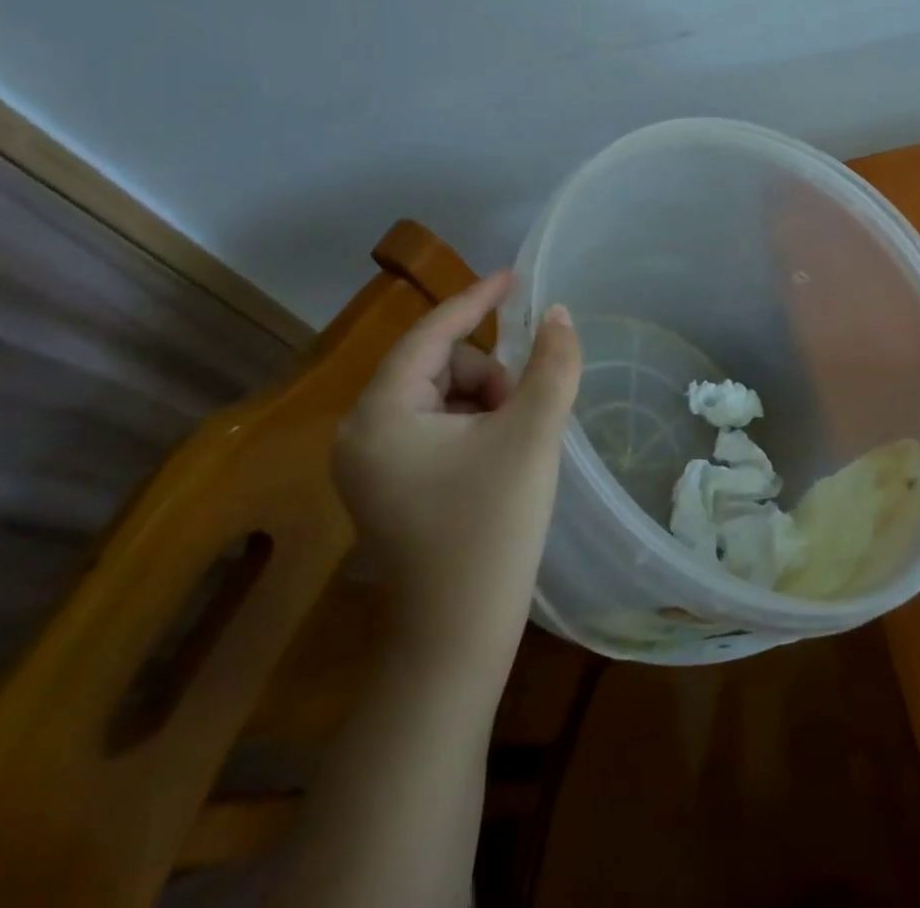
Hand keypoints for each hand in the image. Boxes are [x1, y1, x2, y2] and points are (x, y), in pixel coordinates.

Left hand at [334, 270, 580, 678]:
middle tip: (523, 416)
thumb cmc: (491, 531)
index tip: (514, 277)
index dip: (476, 300)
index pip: (430, 334)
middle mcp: (360, 433)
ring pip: (441, 396)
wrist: (457, 642)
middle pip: (438, 365)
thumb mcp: (531, 436)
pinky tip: (498, 462)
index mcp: (380, 415)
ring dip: (485, 403)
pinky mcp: (388, 487)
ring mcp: (371, 464)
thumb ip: (551, 365)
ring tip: (513, 445)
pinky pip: (435, 427)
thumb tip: (559, 314)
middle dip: (488, 377)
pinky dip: (473, 427)